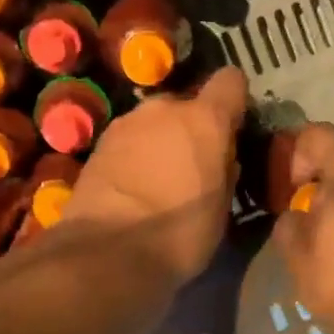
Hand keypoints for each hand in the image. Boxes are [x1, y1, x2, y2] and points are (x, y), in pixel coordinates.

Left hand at [61, 69, 248, 283]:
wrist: (107, 252)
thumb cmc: (179, 233)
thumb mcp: (221, 209)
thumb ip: (225, 171)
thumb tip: (221, 158)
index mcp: (205, 120)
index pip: (230, 81)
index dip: (234, 100)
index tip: (234, 125)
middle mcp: (164, 109)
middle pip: (186, 104)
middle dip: (191, 127)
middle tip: (193, 163)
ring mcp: (126, 122)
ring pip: (154, 122)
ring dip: (160, 140)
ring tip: (159, 178)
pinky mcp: (99, 143)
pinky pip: (129, 140)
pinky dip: (134, 154)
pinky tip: (132, 186)